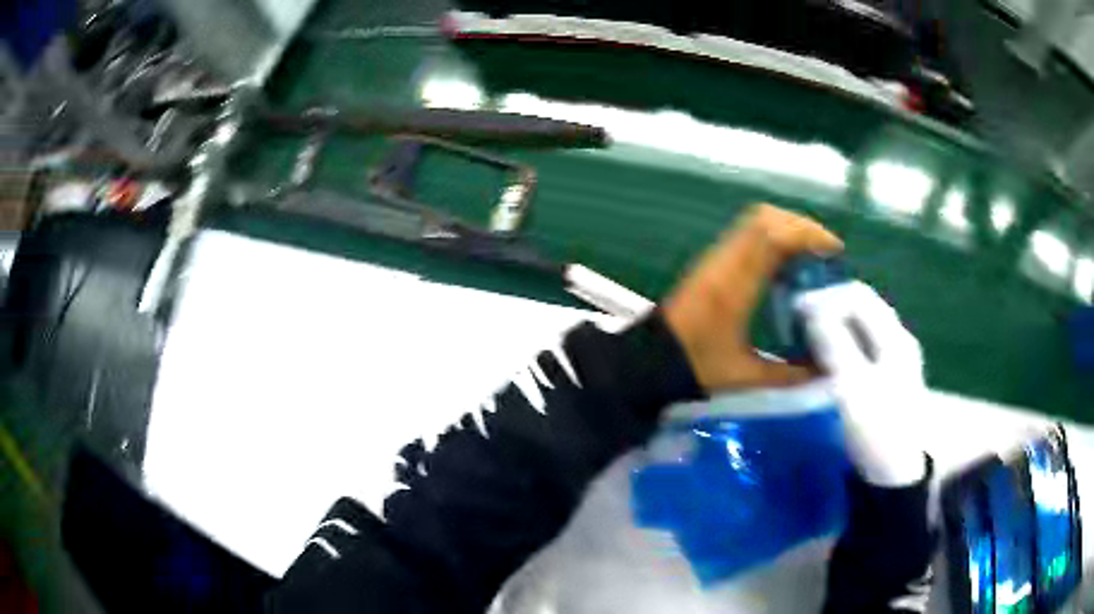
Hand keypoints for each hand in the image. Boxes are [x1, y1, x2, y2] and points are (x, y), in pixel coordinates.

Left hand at [663, 204, 842, 391]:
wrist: (650, 360)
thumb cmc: (695, 367)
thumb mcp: (746, 377)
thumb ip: (790, 377)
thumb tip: (826, 373)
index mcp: (734, 285)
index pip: (773, 237)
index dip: (808, 235)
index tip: (834, 252)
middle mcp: (724, 261)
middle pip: (765, 218)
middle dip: (801, 228)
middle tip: (825, 253)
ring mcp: (714, 257)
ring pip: (755, 221)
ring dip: (786, 229)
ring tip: (811, 256)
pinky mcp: (711, 261)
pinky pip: (746, 234)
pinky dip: (771, 238)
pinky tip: (785, 265)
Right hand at [796, 281, 927, 485]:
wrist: (896, 475)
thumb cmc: (878, 430)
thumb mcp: (854, 387)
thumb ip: (834, 344)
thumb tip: (810, 307)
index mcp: (894, 337)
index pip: (857, 295)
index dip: (825, 295)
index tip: (794, 308)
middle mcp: (895, 340)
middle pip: (859, 307)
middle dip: (826, 307)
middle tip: (795, 322)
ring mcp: (891, 359)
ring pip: (857, 327)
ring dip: (829, 325)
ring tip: (802, 338)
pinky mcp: (882, 378)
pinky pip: (857, 346)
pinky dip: (836, 344)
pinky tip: (820, 359)